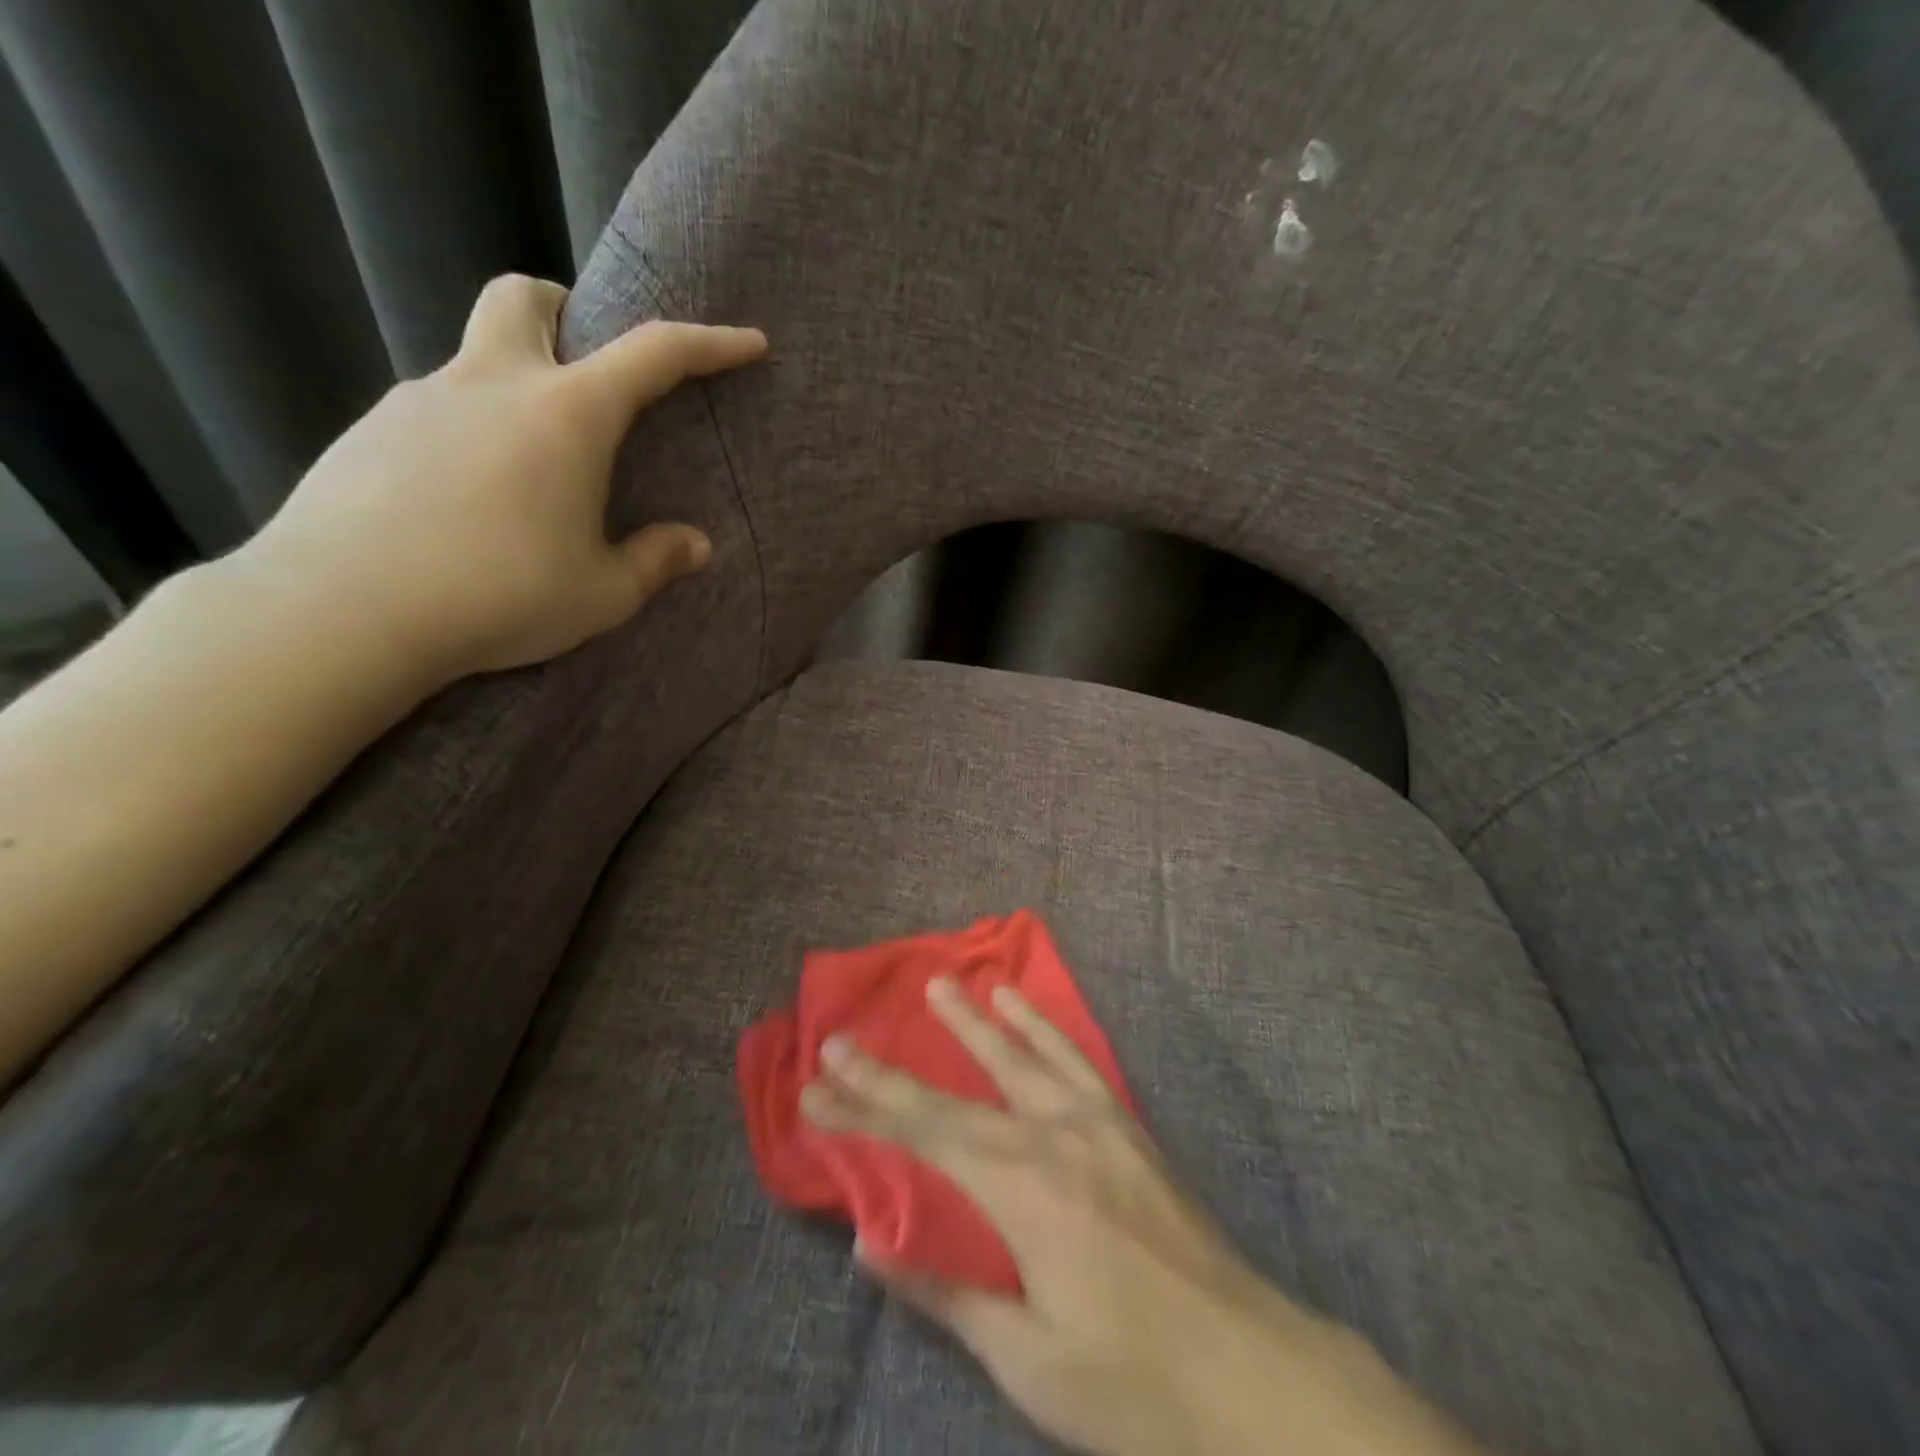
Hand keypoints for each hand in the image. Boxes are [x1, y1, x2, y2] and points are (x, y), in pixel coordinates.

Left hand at [246, 274, 766, 684]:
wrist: (344, 610)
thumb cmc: (500, 595)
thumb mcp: (602, 594)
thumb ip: (654, 561)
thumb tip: (695, 544)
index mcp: (566, 415)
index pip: (653, 354)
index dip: (709, 344)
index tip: (748, 343)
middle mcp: (493, 385)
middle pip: (524, 298)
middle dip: (565, 312)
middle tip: (585, 365)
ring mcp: (421, 400)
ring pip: (475, 360)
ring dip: (513, 389)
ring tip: (527, 473)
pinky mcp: (370, 431)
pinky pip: (435, 411)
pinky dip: (468, 434)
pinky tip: (467, 500)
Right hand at [802, 979, 1484, 1455]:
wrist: (1252, 1372)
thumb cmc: (1133, 1382)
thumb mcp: (1029, 1359)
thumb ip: (948, 1293)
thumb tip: (870, 1247)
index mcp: (1024, 1190)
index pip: (925, 1138)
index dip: (866, 1111)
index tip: (816, 1088)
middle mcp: (1054, 1135)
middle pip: (959, 1093)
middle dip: (894, 1069)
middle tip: (843, 1036)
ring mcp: (1095, 1122)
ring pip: (1020, 1056)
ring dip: (974, 1021)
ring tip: (941, 984)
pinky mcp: (1125, 1125)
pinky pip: (1073, 1059)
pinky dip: (1040, 1026)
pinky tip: (1020, 1004)